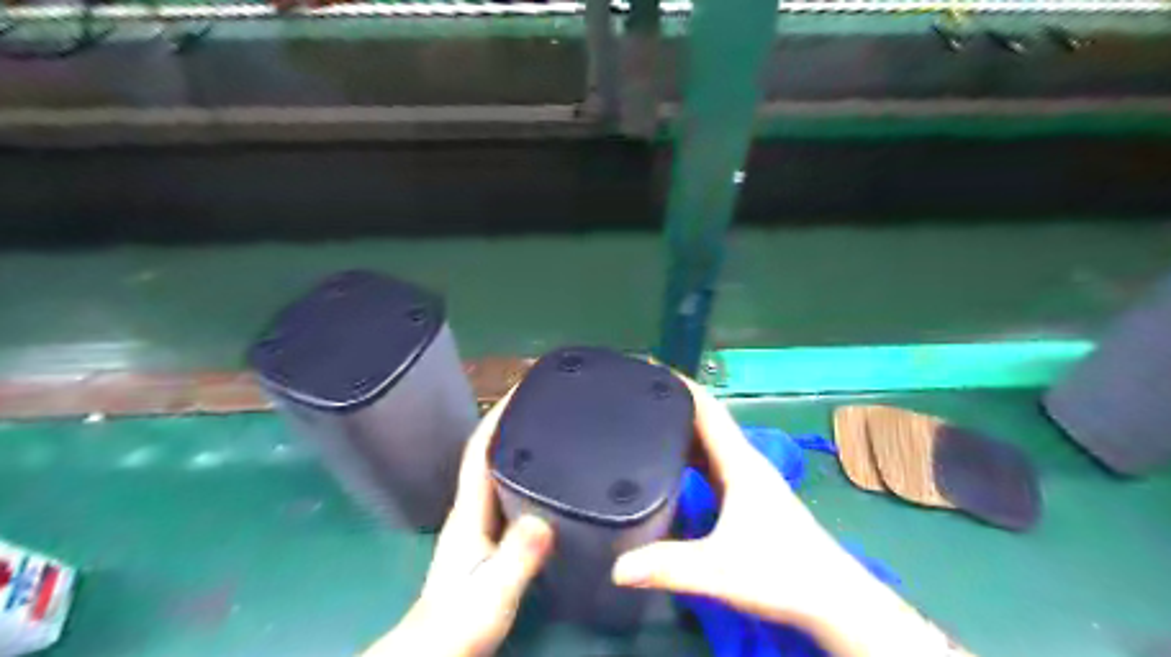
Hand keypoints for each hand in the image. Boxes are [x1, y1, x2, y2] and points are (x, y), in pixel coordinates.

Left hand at [365, 394, 552, 656]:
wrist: (436, 650)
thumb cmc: (459, 623)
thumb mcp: (493, 592)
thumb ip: (516, 559)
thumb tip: (545, 518)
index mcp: (470, 510)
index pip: (481, 450)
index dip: (499, 415)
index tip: (523, 387)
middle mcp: (472, 507)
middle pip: (491, 451)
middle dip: (514, 420)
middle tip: (548, 400)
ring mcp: (480, 522)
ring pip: (500, 469)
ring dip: (520, 442)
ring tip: (553, 425)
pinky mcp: (490, 536)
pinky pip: (509, 489)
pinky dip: (525, 471)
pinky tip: (549, 475)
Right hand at [609, 379, 953, 655]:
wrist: (833, 598)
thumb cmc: (782, 573)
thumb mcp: (719, 569)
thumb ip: (668, 567)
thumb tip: (615, 566)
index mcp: (740, 462)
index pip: (708, 409)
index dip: (680, 384)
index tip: (648, 369)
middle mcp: (744, 462)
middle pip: (707, 420)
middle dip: (674, 402)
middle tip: (635, 393)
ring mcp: (749, 479)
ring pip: (710, 441)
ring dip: (683, 427)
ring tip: (645, 419)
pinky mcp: (749, 497)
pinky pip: (713, 462)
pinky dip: (691, 453)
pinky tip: (671, 462)